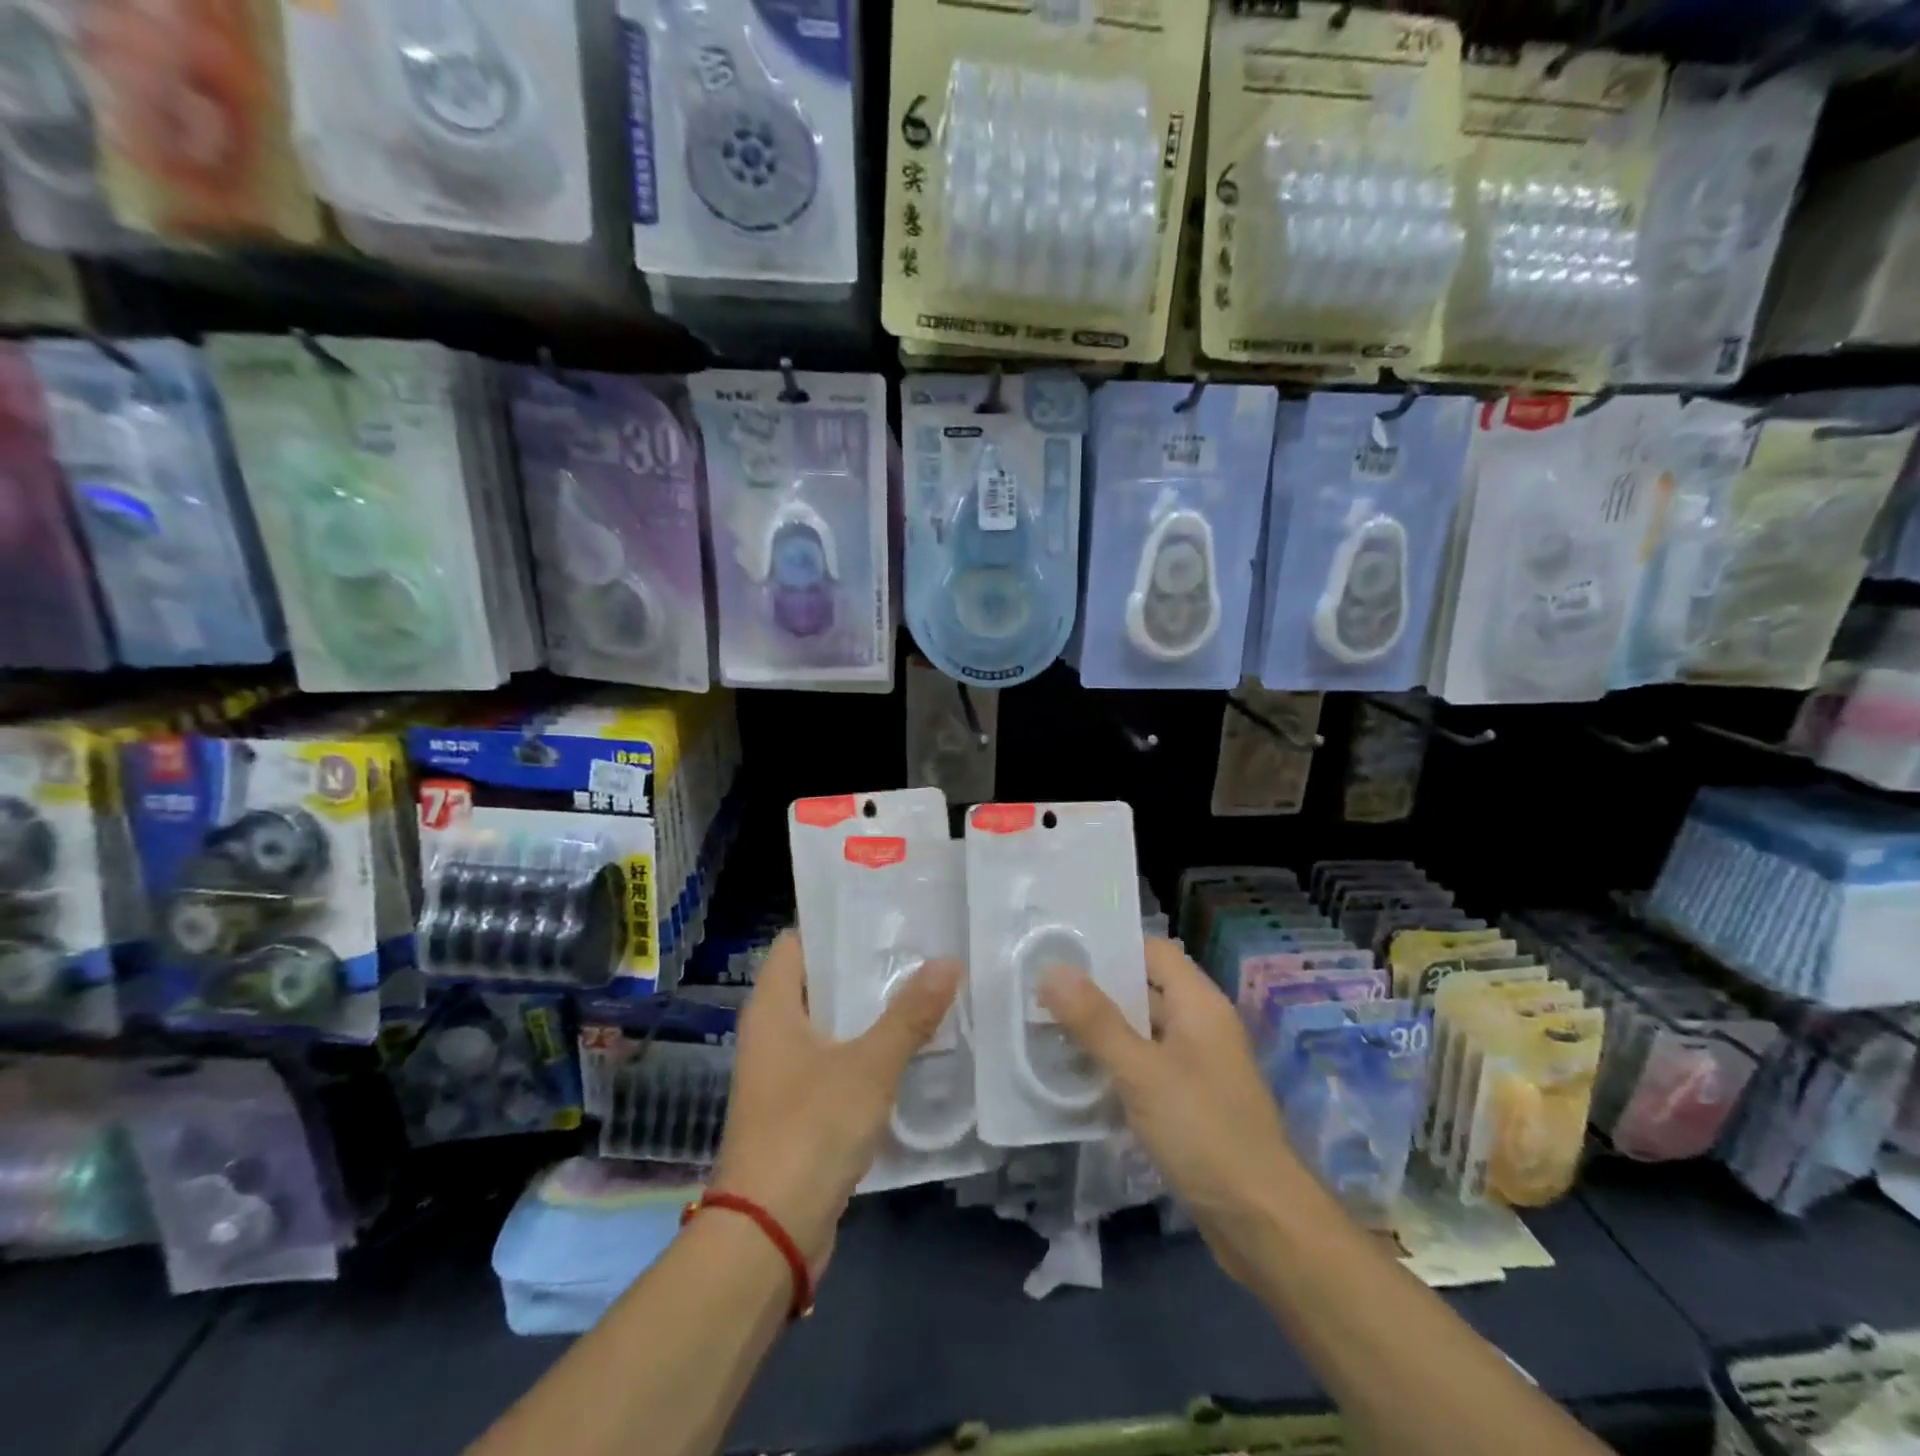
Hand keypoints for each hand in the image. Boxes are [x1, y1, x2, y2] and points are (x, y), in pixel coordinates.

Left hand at [711, 930, 961, 1269]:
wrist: (769, 1234)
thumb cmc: (809, 1130)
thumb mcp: (868, 1067)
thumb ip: (909, 1015)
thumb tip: (948, 961)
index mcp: (773, 1008)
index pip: (798, 942)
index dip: (835, 923)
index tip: (883, 913)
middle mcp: (772, 1033)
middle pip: (820, 981)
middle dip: (866, 967)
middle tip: (918, 948)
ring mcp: (784, 1073)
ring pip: (832, 1024)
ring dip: (871, 1011)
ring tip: (924, 988)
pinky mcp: (801, 1108)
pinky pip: (837, 1062)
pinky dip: (868, 1050)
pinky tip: (910, 1047)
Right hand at [1040, 937, 1300, 1283]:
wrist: (1261, 1222)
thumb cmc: (1203, 1131)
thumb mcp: (1141, 1072)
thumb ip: (1095, 1020)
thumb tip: (1052, 969)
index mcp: (1198, 1003)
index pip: (1151, 951)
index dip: (1109, 946)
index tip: (1060, 948)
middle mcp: (1201, 1024)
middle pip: (1144, 989)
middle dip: (1095, 989)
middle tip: (1040, 987)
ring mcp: (1198, 1065)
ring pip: (1142, 1030)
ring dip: (1101, 1029)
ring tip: (1046, 1026)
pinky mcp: (1191, 1101)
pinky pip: (1146, 1066)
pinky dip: (1116, 1064)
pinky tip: (1078, 1075)